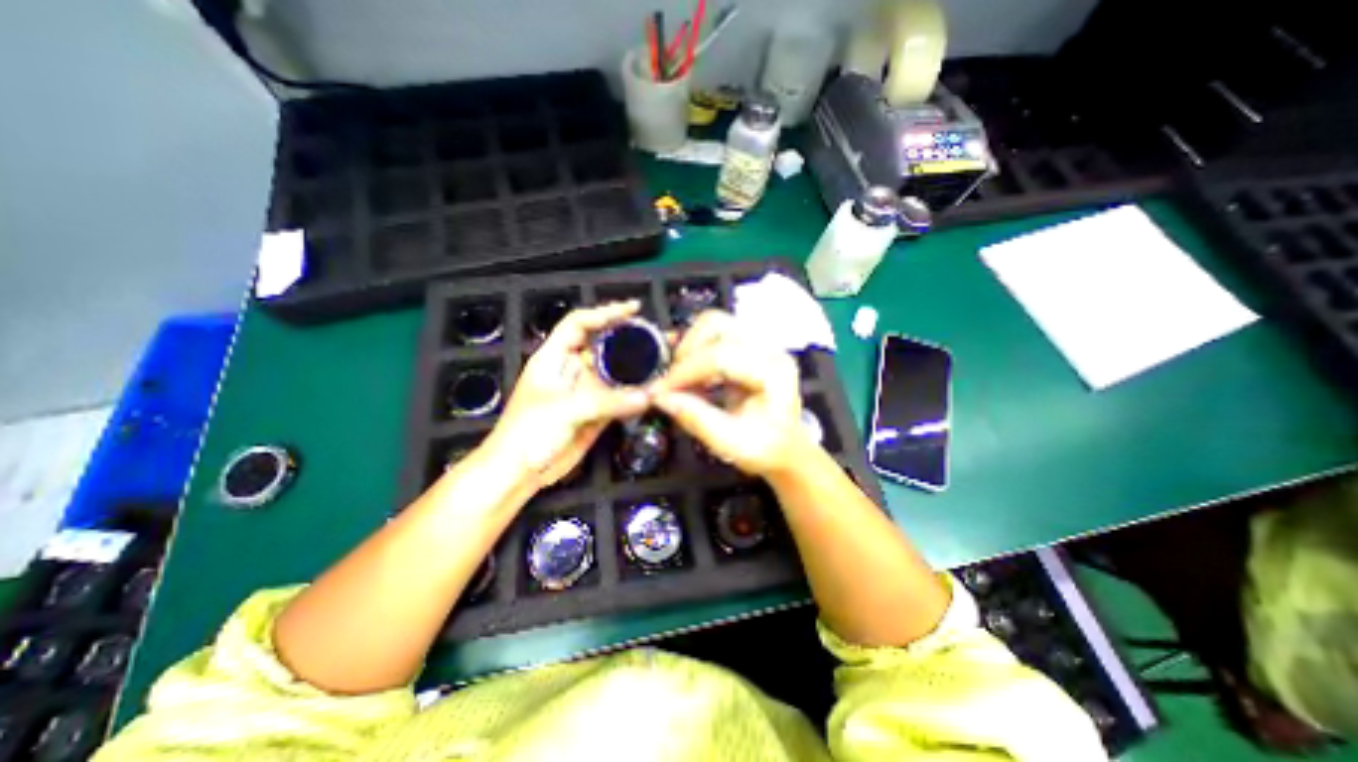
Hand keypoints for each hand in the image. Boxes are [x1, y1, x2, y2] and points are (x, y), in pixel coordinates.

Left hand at [481, 300, 647, 488]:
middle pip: (604, 346)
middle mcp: (572, 369)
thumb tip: (647, 396)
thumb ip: (607, 401)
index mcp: (554, 357)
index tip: (633, 309)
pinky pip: (620, 397)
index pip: (580, 324)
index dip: (605, 313)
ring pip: (616, 372)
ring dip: (638, 367)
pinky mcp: (597, 411)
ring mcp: (586, 391)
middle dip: (630, 339)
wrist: (520, 471)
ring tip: (665, 359)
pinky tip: (655, 388)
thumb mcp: (565, 410)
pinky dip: (637, 393)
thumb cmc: (528, 433)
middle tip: (659, 337)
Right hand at [642, 309, 803, 474]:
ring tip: (682, 380)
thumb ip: (696, 419)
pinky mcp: (746, 345)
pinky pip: (713, 334)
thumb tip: (661, 398)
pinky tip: (690, 375)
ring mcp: (758, 343)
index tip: (661, 391)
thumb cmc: (766, 448)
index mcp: (773, 371)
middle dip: (686, 352)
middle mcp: (768, 348)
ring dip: (689, 349)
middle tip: (672, 383)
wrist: (785, 447)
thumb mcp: (731, 443)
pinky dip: (694, 350)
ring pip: (712, 324)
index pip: (722, 355)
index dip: (685, 371)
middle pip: (716, 325)